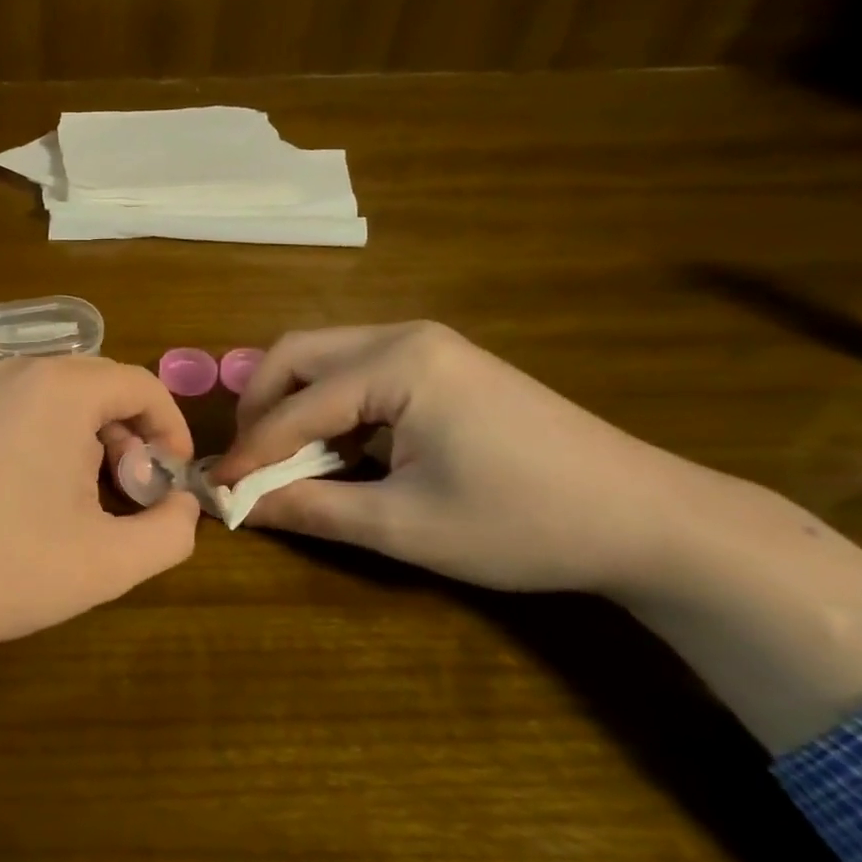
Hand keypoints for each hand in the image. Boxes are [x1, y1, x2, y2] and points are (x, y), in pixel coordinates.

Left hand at [0, 356, 200, 648]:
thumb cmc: (6, 565)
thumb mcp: (110, 562)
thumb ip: (172, 531)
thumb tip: (182, 505)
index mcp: (64, 388)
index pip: (144, 388)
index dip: (173, 435)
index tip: (172, 488)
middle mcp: (23, 372)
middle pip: (107, 391)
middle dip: (134, 443)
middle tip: (131, 502)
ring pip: (69, 404)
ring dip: (96, 447)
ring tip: (89, 509)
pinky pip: (32, 415)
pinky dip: (58, 447)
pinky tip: (45, 500)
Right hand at [211, 322, 682, 595]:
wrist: (646, 518)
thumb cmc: (522, 524)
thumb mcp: (403, 526)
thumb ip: (310, 509)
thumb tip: (235, 507)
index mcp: (397, 365)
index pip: (293, 407)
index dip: (249, 452)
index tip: (214, 489)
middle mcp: (405, 336)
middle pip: (296, 355)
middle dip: (260, 408)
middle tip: (249, 463)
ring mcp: (429, 345)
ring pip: (324, 358)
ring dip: (292, 404)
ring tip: (286, 461)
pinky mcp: (444, 363)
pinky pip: (358, 371)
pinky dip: (329, 406)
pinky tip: (339, 449)